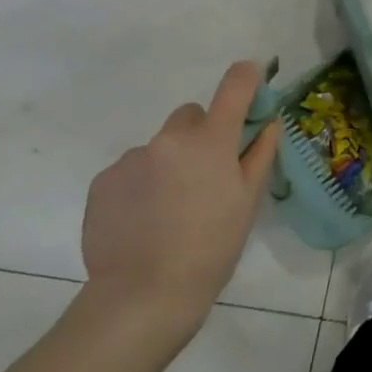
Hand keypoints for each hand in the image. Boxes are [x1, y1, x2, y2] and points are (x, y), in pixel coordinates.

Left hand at [80, 60, 279, 338]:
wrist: (142, 295)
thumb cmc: (211, 249)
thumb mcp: (247, 202)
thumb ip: (259, 154)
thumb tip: (268, 122)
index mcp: (211, 141)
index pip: (234, 86)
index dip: (247, 75)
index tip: (252, 77)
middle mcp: (169, 138)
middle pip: (190, 116)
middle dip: (201, 134)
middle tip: (206, 176)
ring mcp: (132, 158)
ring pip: (159, 147)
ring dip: (168, 163)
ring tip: (169, 210)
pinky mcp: (103, 181)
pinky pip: (130, 170)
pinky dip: (140, 185)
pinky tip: (143, 221)